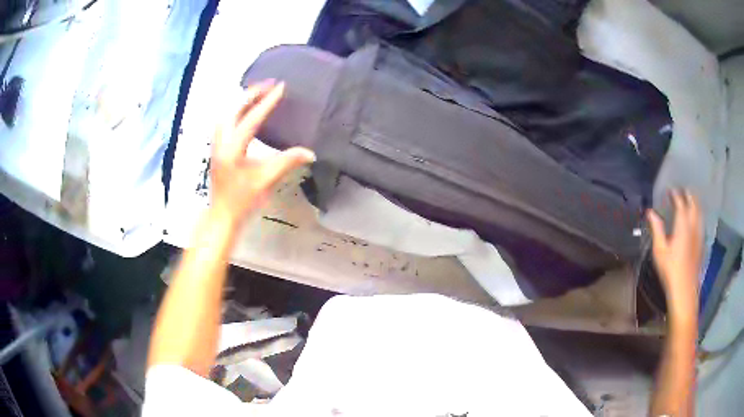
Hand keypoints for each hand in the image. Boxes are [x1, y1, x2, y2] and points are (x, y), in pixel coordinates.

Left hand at [210, 81, 314, 223]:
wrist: (223, 216)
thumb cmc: (243, 200)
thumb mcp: (267, 181)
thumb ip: (287, 162)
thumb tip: (310, 153)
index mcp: (233, 149)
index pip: (252, 119)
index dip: (267, 102)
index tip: (280, 87)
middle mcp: (221, 142)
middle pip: (232, 109)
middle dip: (249, 94)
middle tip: (268, 84)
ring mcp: (217, 146)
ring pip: (225, 115)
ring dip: (240, 101)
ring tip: (257, 93)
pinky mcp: (217, 150)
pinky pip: (224, 122)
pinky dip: (235, 111)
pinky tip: (244, 112)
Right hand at [647, 190, 702, 315]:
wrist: (684, 290)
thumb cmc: (670, 270)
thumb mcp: (659, 251)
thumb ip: (657, 229)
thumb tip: (650, 212)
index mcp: (682, 225)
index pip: (680, 203)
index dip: (676, 195)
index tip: (670, 190)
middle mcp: (693, 226)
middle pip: (693, 204)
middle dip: (688, 195)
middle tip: (683, 190)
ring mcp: (698, 235)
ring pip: (699, 212)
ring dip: (695, 203)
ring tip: (691, 199)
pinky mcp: (701, 243)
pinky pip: (701, 222)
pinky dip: (698, 215)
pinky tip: (695, 219)